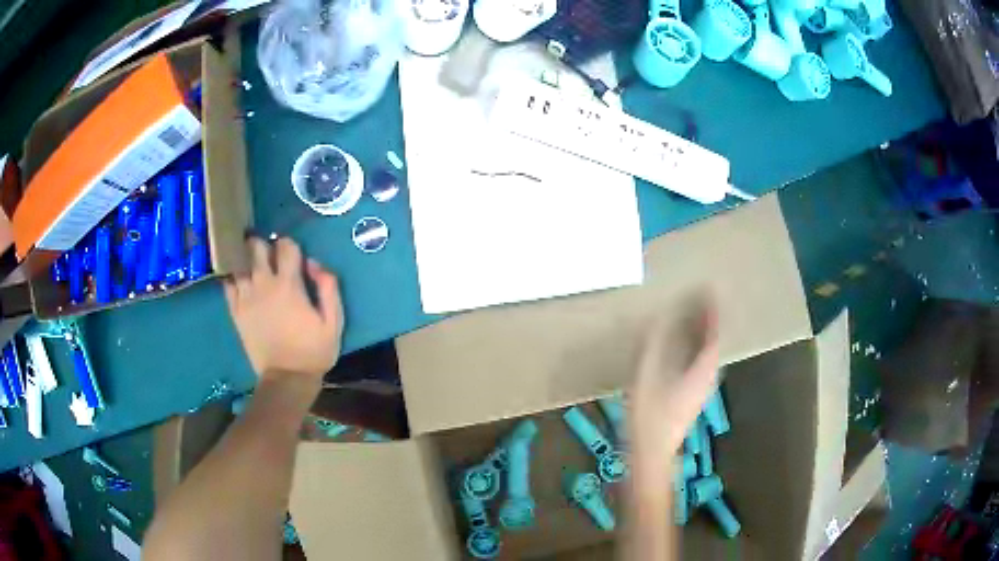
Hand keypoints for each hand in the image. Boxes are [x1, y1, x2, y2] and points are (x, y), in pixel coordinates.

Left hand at [224, 237, 343, 386]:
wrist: (286, 379)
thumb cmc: (313, 350)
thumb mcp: (333, 321)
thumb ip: (328, 288)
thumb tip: (314, 264)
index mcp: (289, 284)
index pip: (285, 246)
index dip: (289, 244)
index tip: (292, 253)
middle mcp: (264, 284)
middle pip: (256, 247)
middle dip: (263, 246)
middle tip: (268, 254)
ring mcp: (246, 297)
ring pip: (239, 262)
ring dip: (246, 258)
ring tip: (251, 263)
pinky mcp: (235, 311)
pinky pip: (227, 284)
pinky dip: (232, 277)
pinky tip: (239, 279)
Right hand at [629, 299, 718, 474]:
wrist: (651, 454)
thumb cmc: (649, 416)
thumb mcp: (646, 375)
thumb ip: (654, 344)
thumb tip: (661, 316)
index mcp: (702, 369)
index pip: (715, 333)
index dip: (714, 311)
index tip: (710, 289)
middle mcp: (707, 377)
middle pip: (715, 342)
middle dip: (710, 319)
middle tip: (702, 298)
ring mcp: (701, 389)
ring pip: (709, 354)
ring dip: (704, 333)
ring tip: (695, 316)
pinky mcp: (693, 397)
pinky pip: (701, 363)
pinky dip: (697, 348)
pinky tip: (684, 347)